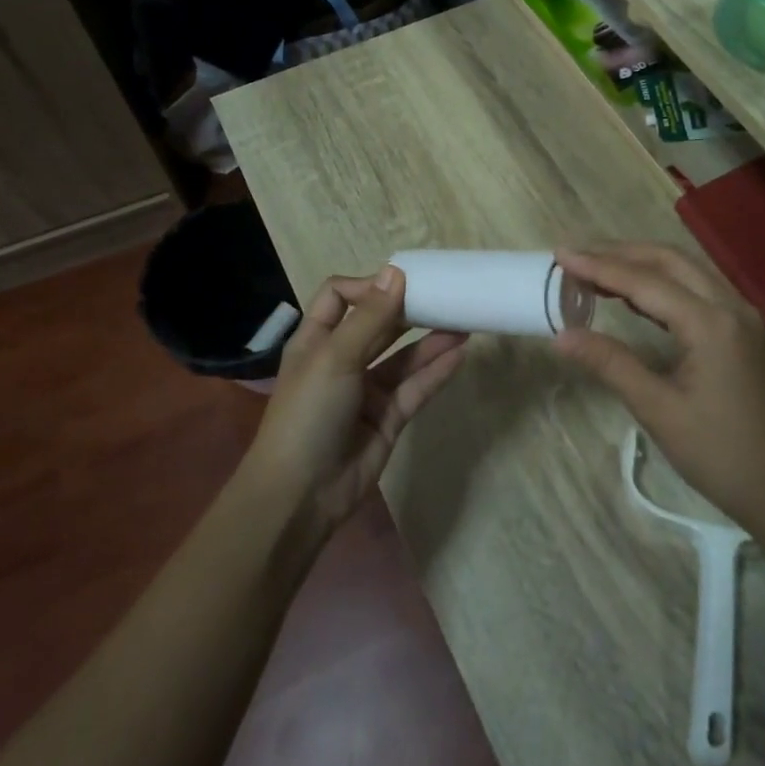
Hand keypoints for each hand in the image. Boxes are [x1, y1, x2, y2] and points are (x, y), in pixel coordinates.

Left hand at [245, 265, 468, 536]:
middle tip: (444, 296)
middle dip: (408, 310)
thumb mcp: (335, 357)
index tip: (400, 284)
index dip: (367, 287)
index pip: (339, 296)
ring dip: (430, 340)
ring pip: (403, 358)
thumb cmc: (309, 413)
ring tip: (464, 322)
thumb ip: (370, 317)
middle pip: (378, 324)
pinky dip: (436, 372)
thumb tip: (395, 271)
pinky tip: (459, 355)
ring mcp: (366, 391)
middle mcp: (341, 360)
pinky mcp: (388, 418)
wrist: (301, 494)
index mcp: (317, 340)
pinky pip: (415, 388)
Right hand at [553, 243, 764, 540]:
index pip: (644, 281)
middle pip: (668, 260)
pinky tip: (634, 295)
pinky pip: (697, 289)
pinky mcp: (741, 330)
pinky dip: (661, 283)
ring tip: (596, 268)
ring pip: (685, 270)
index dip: (599, 266)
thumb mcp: (657, 409)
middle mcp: (729, 306)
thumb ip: (610, 364)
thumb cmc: (718, 453)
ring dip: (641, 264)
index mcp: (710, 323)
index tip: (561, 254)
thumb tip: (561, 336)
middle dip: (619, 253)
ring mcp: (740, 316)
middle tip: (575, 256)